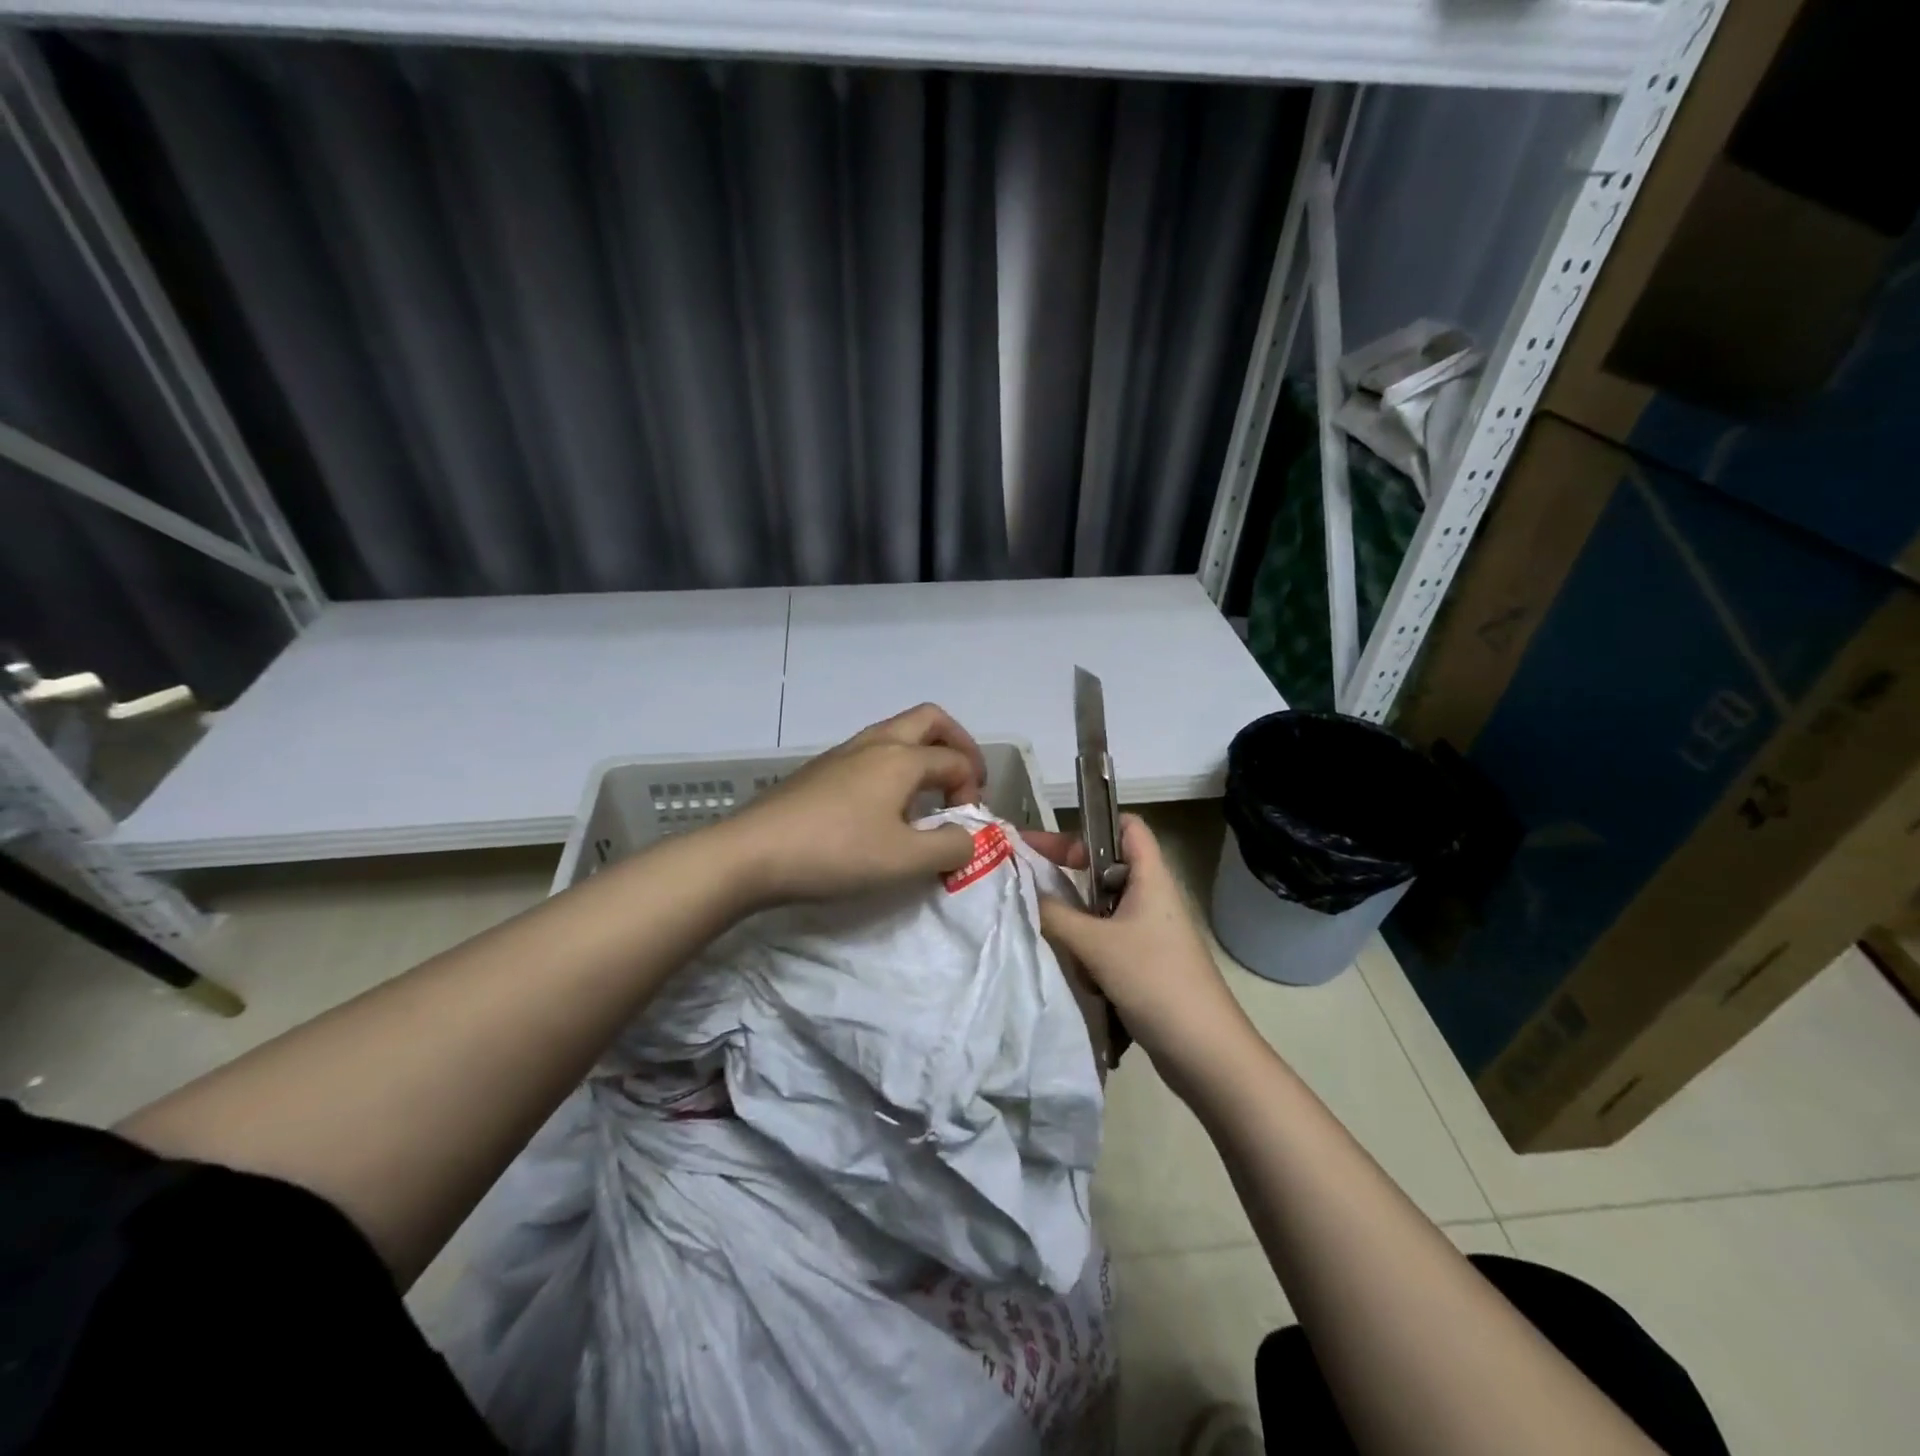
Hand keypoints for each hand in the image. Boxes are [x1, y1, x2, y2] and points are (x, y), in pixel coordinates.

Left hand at [716, 703, 988, 905]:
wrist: (751, 853)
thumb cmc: (835, 852)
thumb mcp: (904, 860)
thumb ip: (949, 847)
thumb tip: (966, 836)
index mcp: (901, 758)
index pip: (956, 761)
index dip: (972, 790)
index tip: (964, 828)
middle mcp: (875, 743)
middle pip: (930, 720)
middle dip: (957, 744)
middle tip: (965, 779)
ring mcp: (842, 753)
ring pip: (897, 733)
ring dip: (923, 754)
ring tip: (927, 795)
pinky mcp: (820, 770)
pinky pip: (871, 753)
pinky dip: (894, 766)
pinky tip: (883, 807)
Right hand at [1027, 816, 1258, 1091]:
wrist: (1205, 1052)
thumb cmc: (1155, 981)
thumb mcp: (1097, 944)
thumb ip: (1055, 915)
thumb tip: (1022, 892)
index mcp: (1151, 878)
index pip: (1127, 826)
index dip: (1091, 824)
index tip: (1050, 842)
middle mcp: (1152, 898)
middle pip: (1107, 867)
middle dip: (1068, 870)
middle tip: (1027, 877)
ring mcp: (1150, 933)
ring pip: (1102, 907)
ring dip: (1072, 911)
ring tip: (1036, 919)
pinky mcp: (1145, 963)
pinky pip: (1106, 939)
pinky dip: (1083, 943)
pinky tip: (1062, 959)